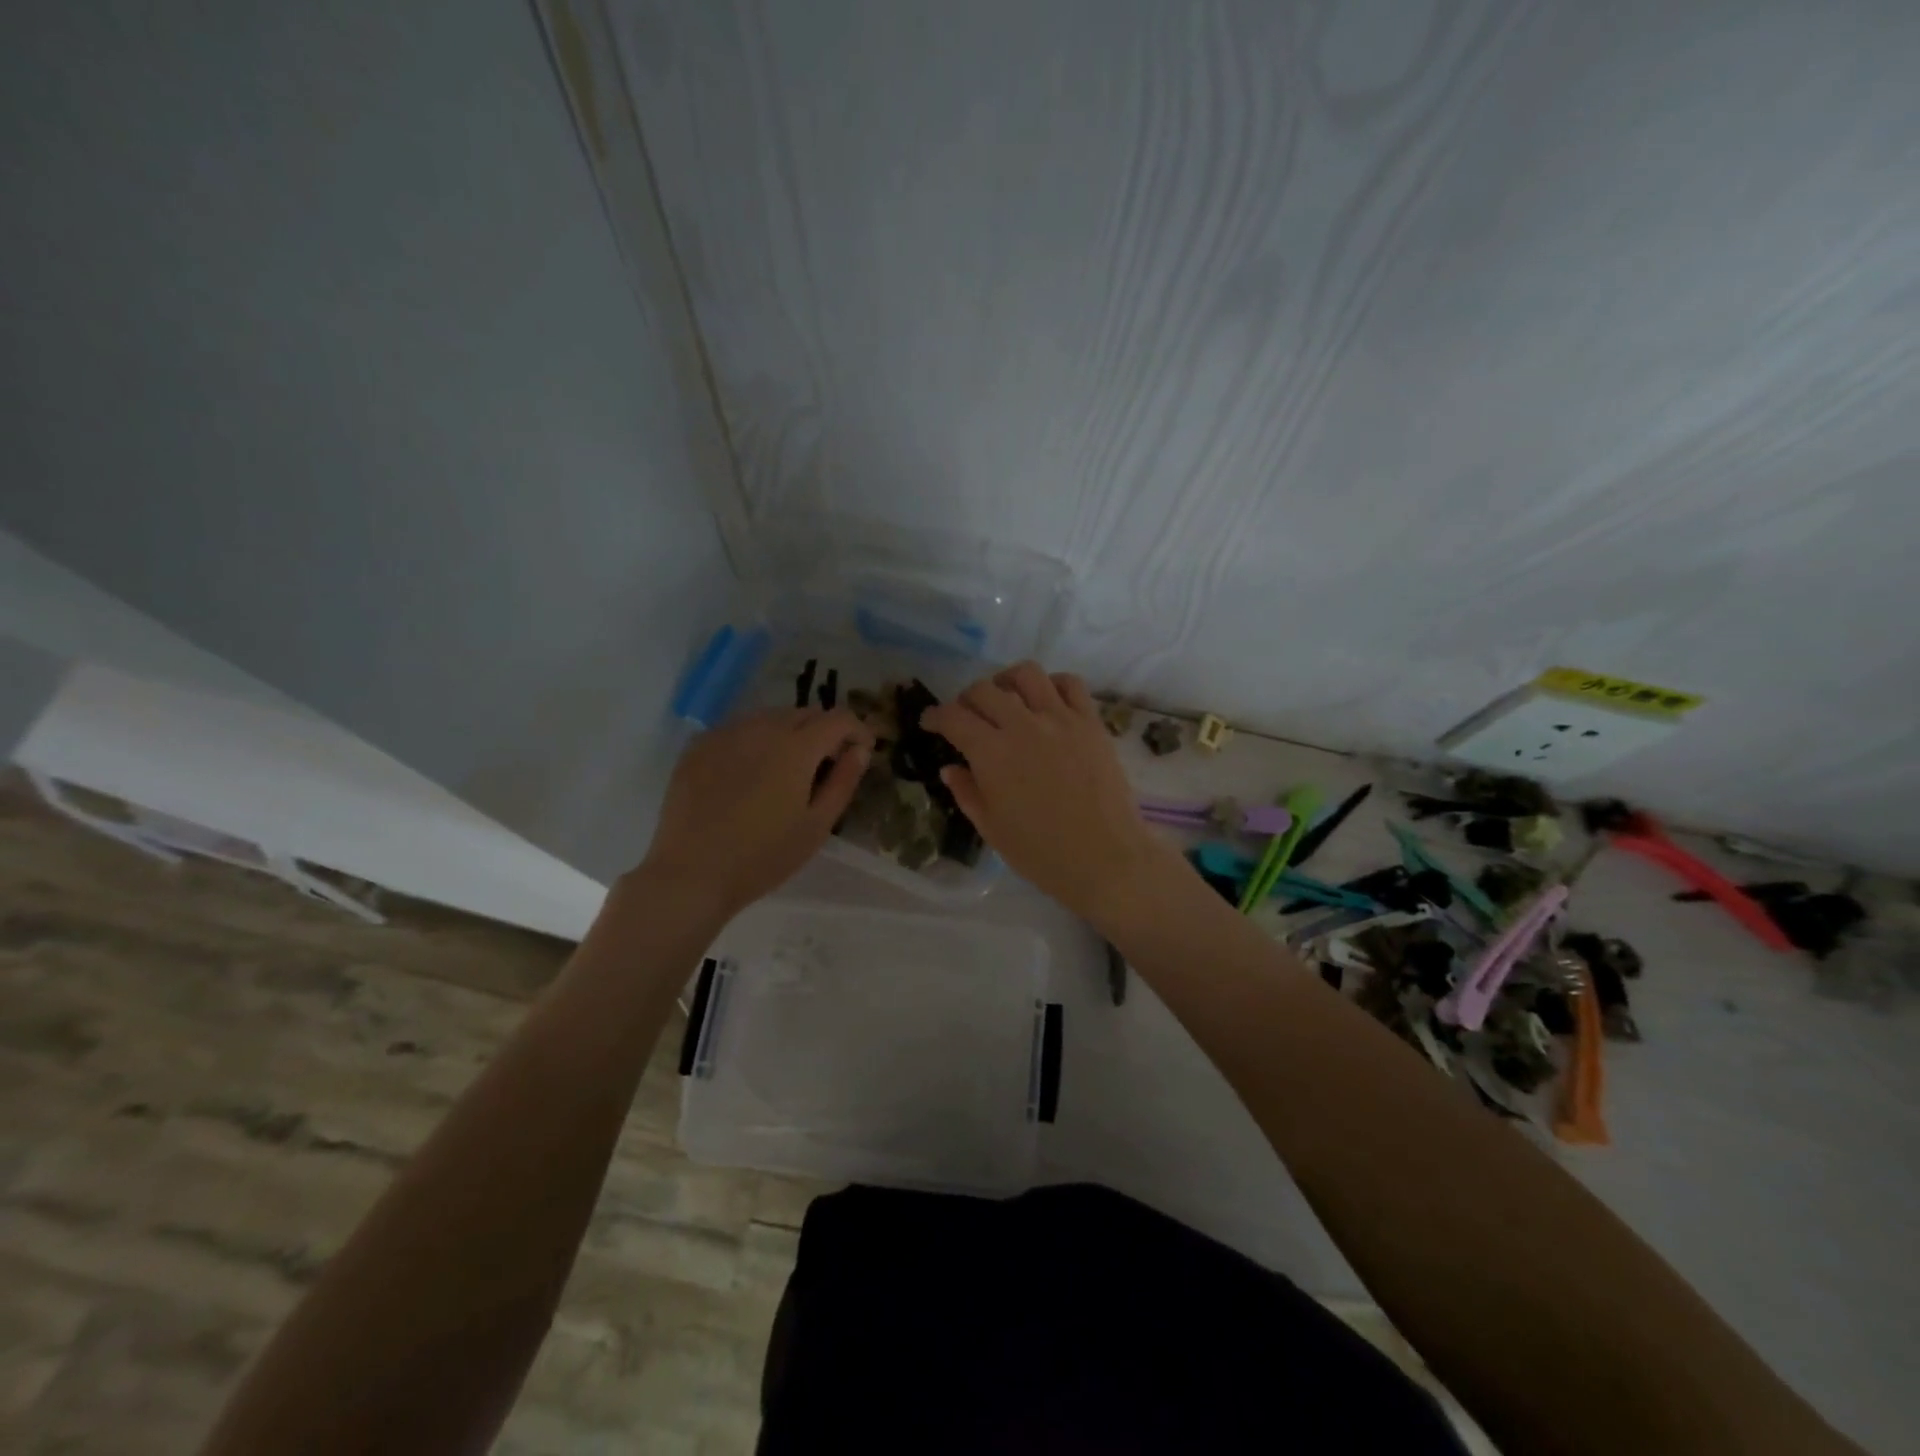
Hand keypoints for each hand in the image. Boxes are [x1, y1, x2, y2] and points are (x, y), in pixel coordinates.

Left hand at [640, 707, 874, 918]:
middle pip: (805, 713)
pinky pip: (739, 729)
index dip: (857, 730)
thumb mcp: (816, 825)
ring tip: (788, 769)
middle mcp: (761, 727)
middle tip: (827, 764)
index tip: (862, 751)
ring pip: (771, 717)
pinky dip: (756, 740)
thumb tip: (860, 750)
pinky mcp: (699, 745)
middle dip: (824, 731)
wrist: (692, 873)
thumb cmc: (764, 856)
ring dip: (790, 733)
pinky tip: (751, 773)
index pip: (838, 718)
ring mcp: (726, 732)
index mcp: (796, 747)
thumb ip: (843, 781)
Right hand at [924, 663, 1177, 927]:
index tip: (930, 722)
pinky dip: (1052, 684)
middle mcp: (1022, 725)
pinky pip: (1070, 684)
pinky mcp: (1090, 722)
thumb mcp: (991, 828)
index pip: (953, 717)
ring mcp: (1060, 719)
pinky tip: (1046, 701)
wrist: (1104, 858)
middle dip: (966, 699)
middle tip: (966, 716)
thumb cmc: (1041, 852)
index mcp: (991, 753)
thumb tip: (951, 768)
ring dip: (1006, 681)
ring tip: (1005, 698)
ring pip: (1026, 674)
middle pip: (984, 690)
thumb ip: (967, 792)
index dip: (935, 716)